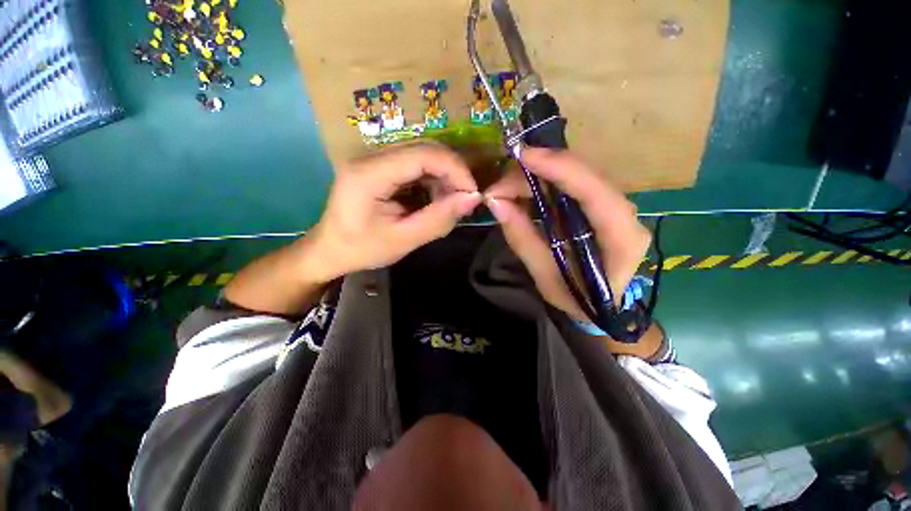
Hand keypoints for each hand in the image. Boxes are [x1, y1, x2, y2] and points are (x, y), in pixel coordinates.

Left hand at [308, 143, 481, 279]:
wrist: (330, 250)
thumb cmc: (362, 249)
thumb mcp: (403, 240)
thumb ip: (438, 219)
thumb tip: (472, 198)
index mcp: (369, 174)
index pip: (423, 154)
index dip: (455, 169)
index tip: (472, 193)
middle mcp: (370, 157)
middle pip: (424, 149)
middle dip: (452, 173)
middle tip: (464, 200)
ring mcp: (374, 159)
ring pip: (422, 155)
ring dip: (443, 177)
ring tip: (449, 203)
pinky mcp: (379, 166)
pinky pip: (414, 165)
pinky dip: (432, 180)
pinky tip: (434, 199)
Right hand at [484, 148, 650, 321]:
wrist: (600, 304)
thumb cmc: (577, 298)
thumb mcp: (545, 277)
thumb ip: (523, 239)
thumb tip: (496, 202)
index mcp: (621, 239)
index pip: (595, 192)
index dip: (560, 168)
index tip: (522, 157)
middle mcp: (625, 214)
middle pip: (583, 175)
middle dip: (537, 172)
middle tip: (498, 187)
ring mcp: (613, 205)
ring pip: (575, 173)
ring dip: (537, 175)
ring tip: (504, 190)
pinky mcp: (598, 204)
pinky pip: (570, 182)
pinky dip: (542, 181)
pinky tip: (521, 190)